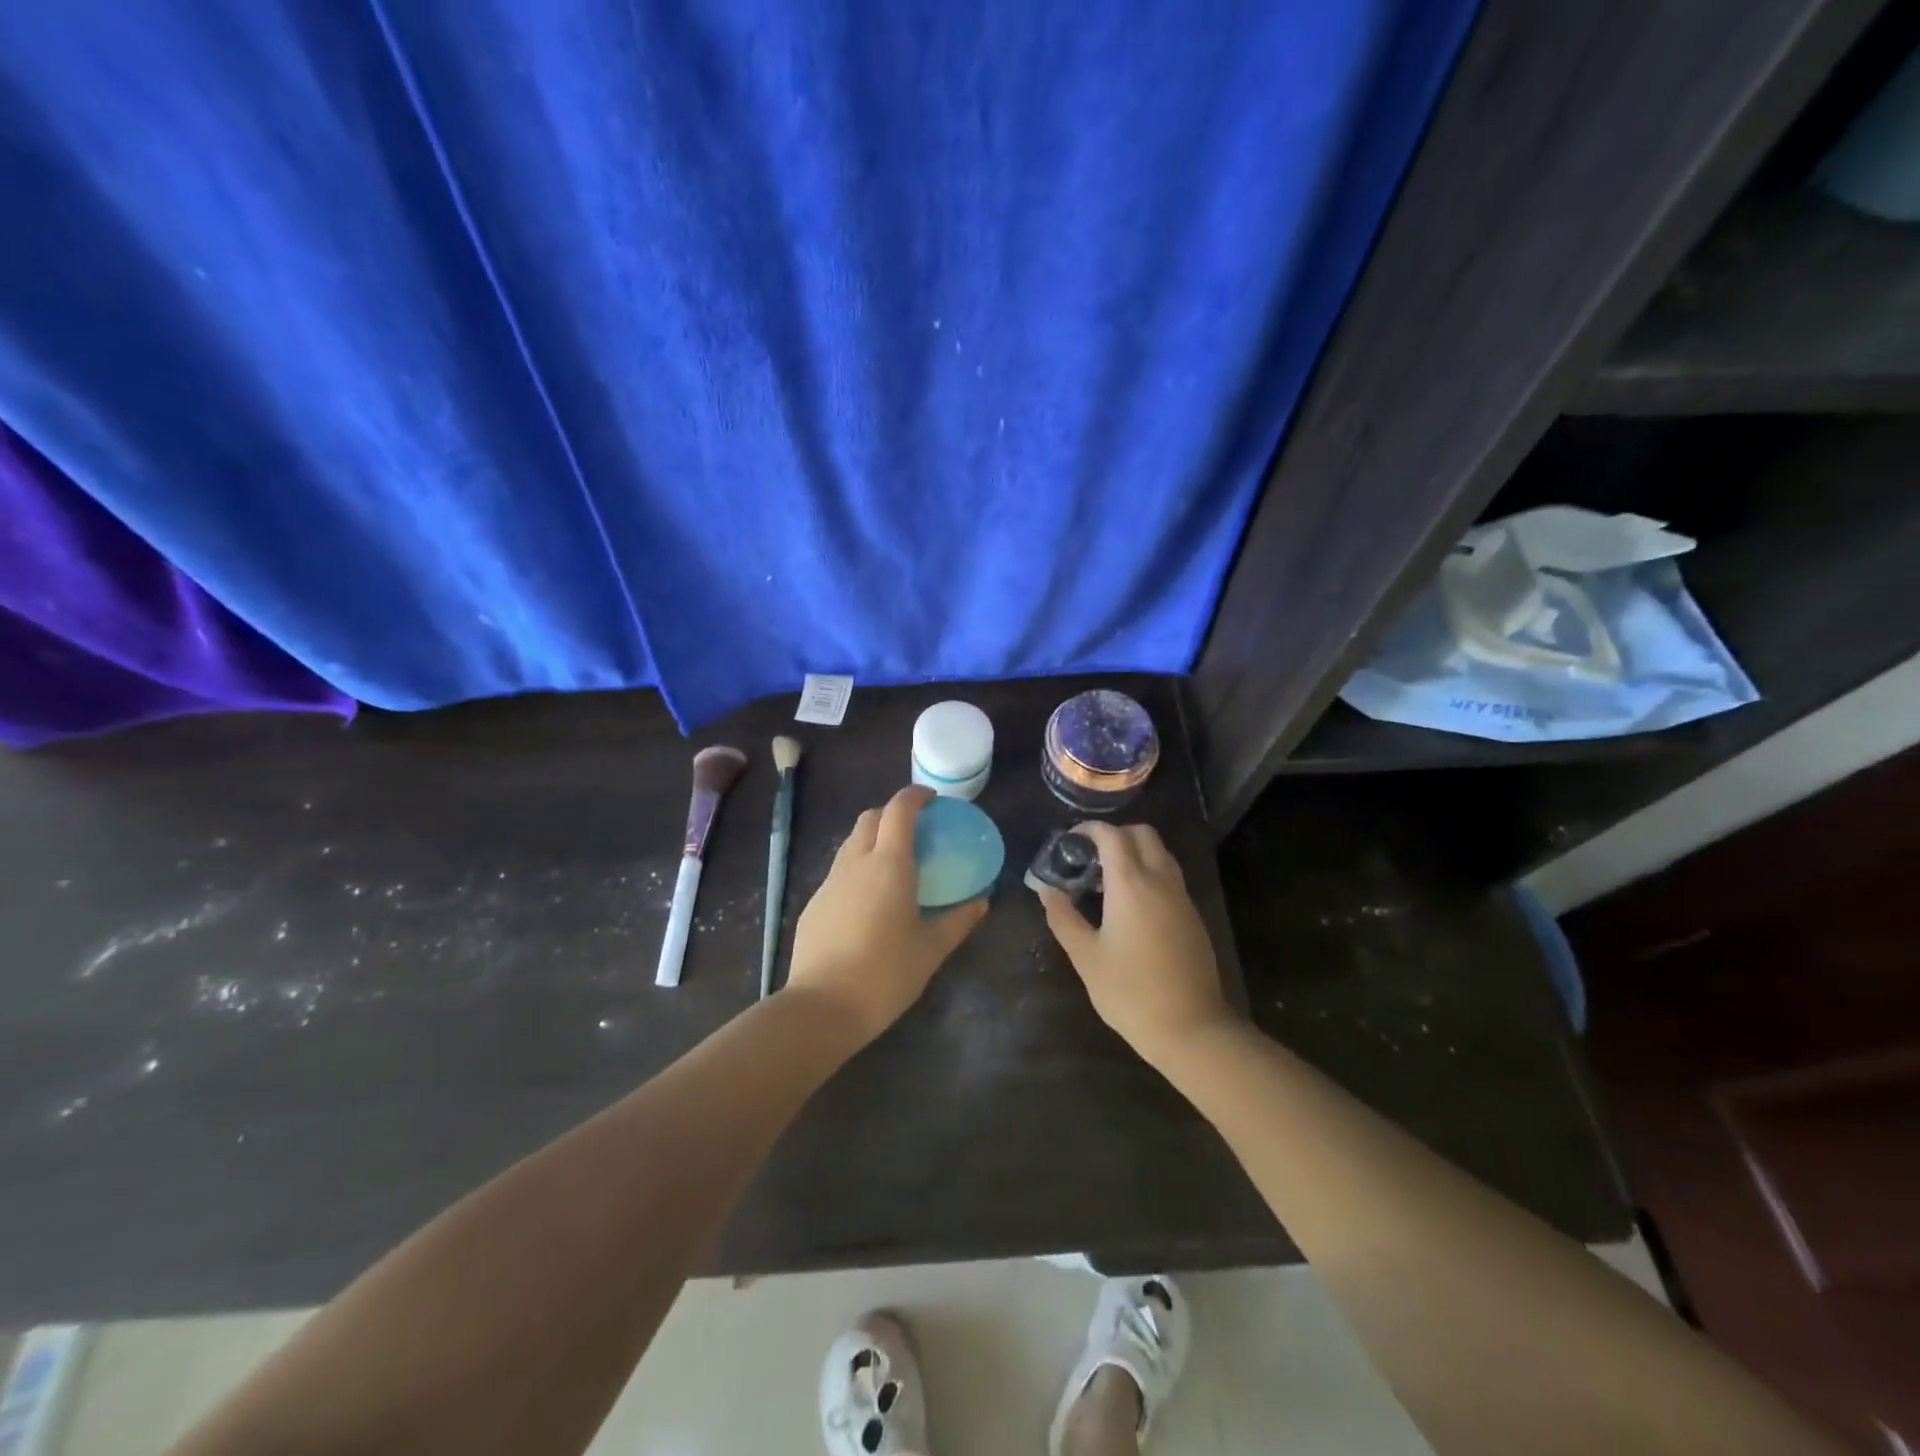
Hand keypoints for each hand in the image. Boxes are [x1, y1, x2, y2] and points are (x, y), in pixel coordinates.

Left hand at [786, 786, 987, 1043]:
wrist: (823, 1006)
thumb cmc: (886, 973)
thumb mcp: (931, 948)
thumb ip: (959, 920)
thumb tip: (982, 902)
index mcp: (888, 864)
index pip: (899, 810)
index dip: (915, 796)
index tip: (933, 800)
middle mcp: (856, 862)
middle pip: (870, 818)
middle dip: (892, 814)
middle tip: (916, 831)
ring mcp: (830, 882)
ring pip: (851, 843)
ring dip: (873, 840)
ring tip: (894, 865)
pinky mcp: (814, 904)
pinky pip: (840, 871)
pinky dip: (858, 869)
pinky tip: (869, 901)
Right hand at [1036, 822, 1234, 1069]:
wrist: (1190, 1027)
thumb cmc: (1129, 991)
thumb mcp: (1086, 956)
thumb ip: (1063, 918)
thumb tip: (1047, 890)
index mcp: (1131, 884)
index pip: (1112, 835)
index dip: (1089, 829)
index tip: (1070, 840)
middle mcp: (1160, 879)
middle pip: (1142, 834)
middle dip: (1115, 834)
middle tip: (1090, 855)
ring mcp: (1181, 896)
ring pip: (1160, 852)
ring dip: (1135, 851)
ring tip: (1107, 877)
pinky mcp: (1192, 915)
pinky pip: (1170, 875)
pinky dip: (1149, 871)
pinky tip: (1131, 901)